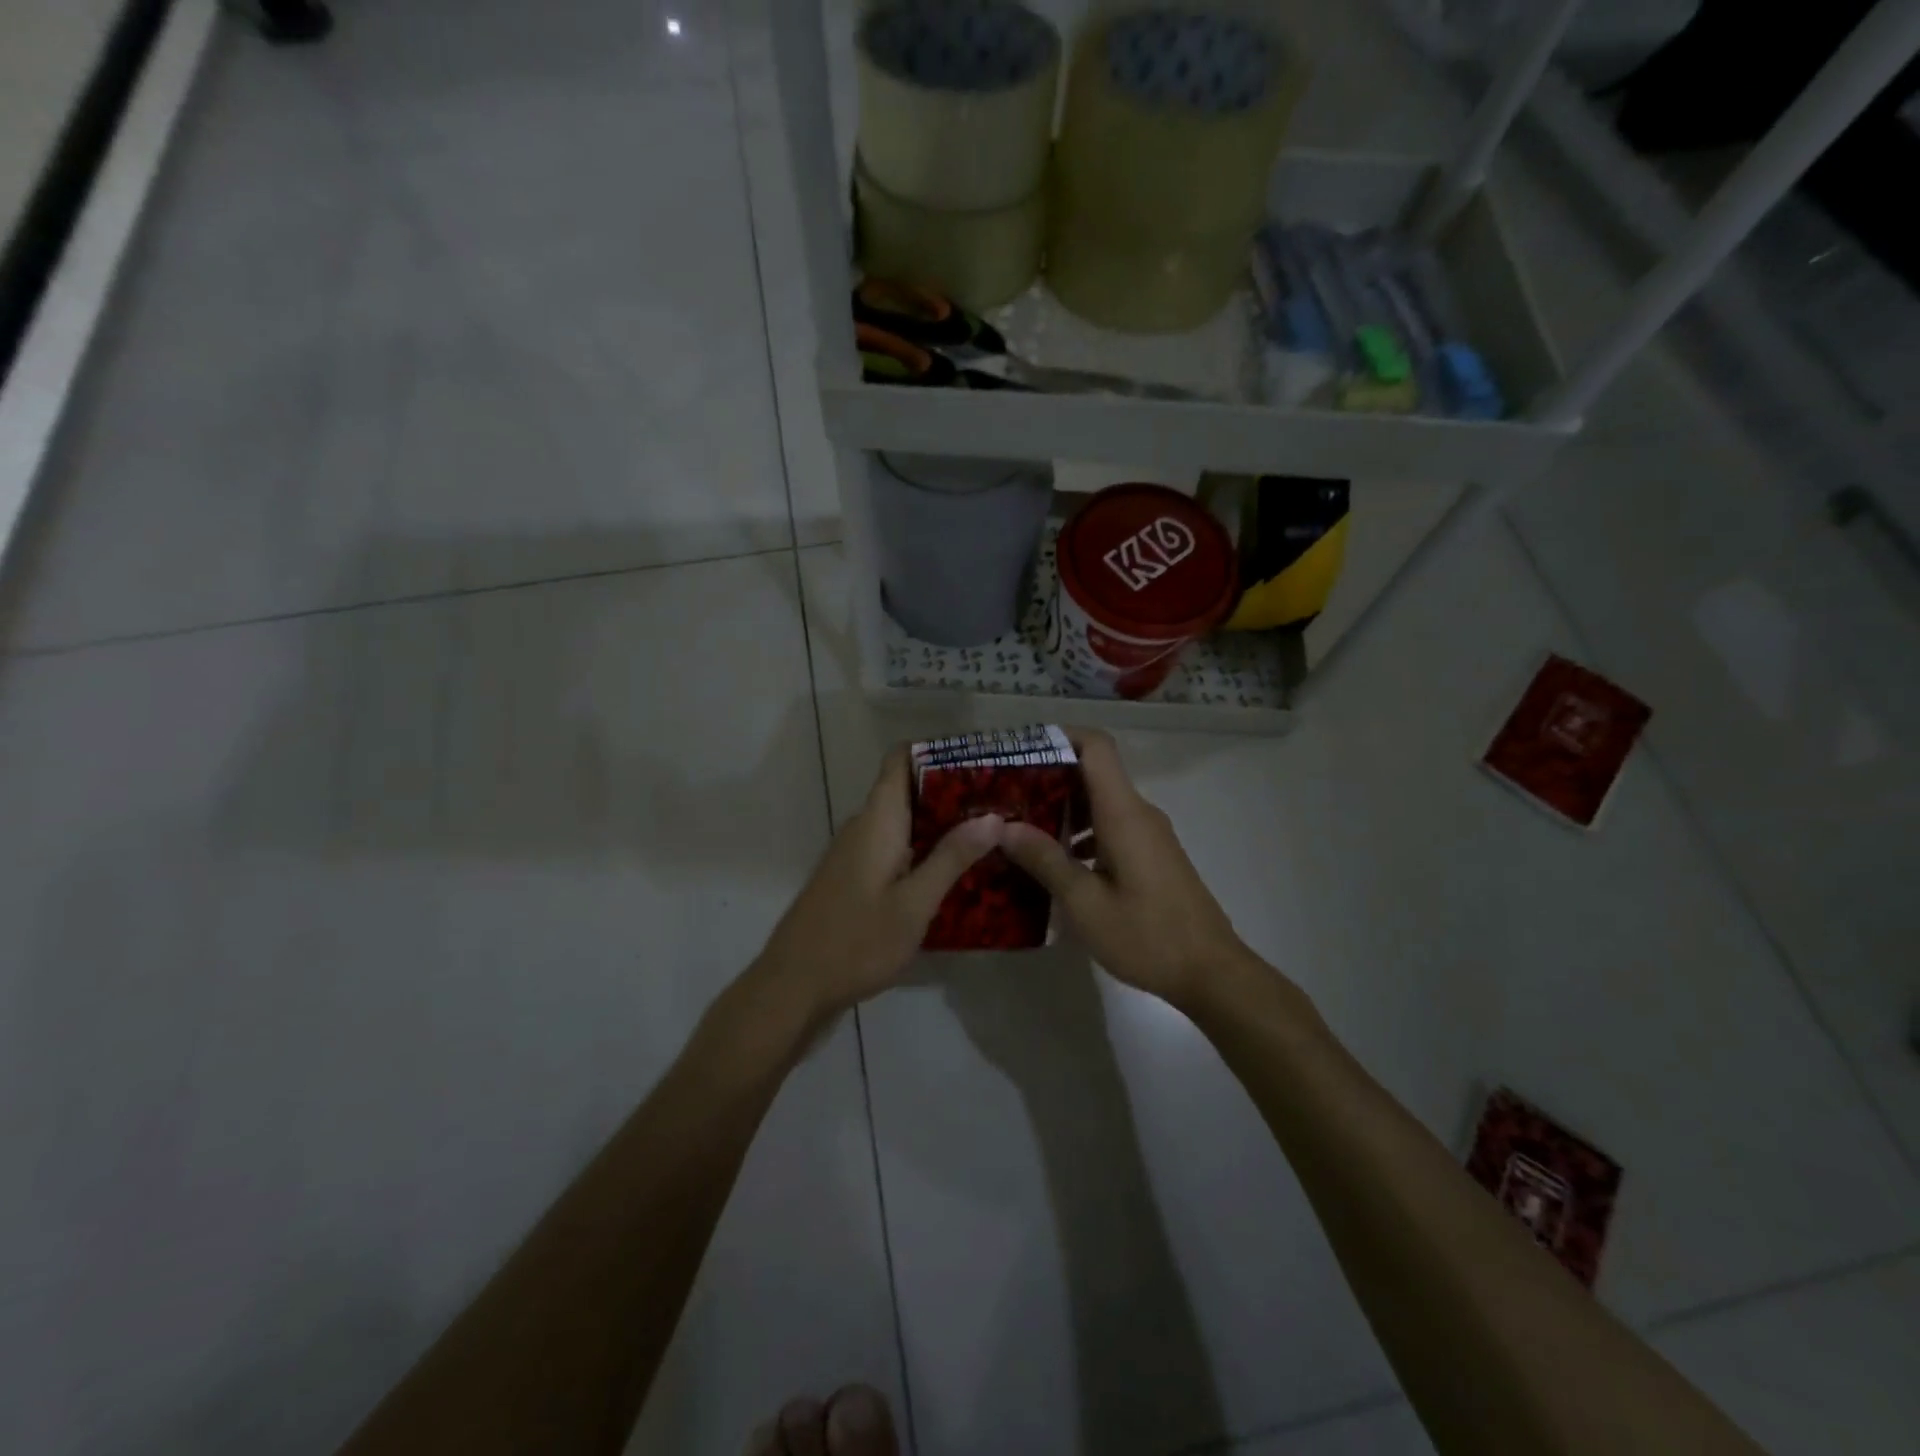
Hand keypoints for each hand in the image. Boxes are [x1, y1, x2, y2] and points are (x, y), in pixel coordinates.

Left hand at [753, 747, 1000, 1021]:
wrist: (793, 987)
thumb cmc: (856, 942)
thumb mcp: (914, 903)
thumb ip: (952, 857)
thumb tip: (994, 817)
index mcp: (877, 820)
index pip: (900, 760)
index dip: (937, 752)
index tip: (979, 760)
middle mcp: (863, 827)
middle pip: (907, 790)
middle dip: (952, 793)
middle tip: (1001, 804)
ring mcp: (855, 853)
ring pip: (903, 823)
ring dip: (940, 825)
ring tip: (990, 835)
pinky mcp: (853, 879)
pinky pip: (894, 849)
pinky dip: (923, 851)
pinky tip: (955, 874)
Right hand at [999, 730, 1252, 1008]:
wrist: (1211, 972)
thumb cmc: (1146, 935)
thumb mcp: (1085, 903)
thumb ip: (1045, 860)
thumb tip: (1004, 826)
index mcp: (1123, 813)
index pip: (1096, 746)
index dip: (1060, 737)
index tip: (1021, 751)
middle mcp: (1138, 813)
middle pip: (1094, 772)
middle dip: (1049, 778)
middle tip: (1006, 796)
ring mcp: (1149, 834)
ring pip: (1101, 802)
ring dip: (1064, 809)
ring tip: (1022, 830)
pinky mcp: (1153, 855)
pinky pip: (1112, 826)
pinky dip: (1082, 833)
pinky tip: (1057, 863)